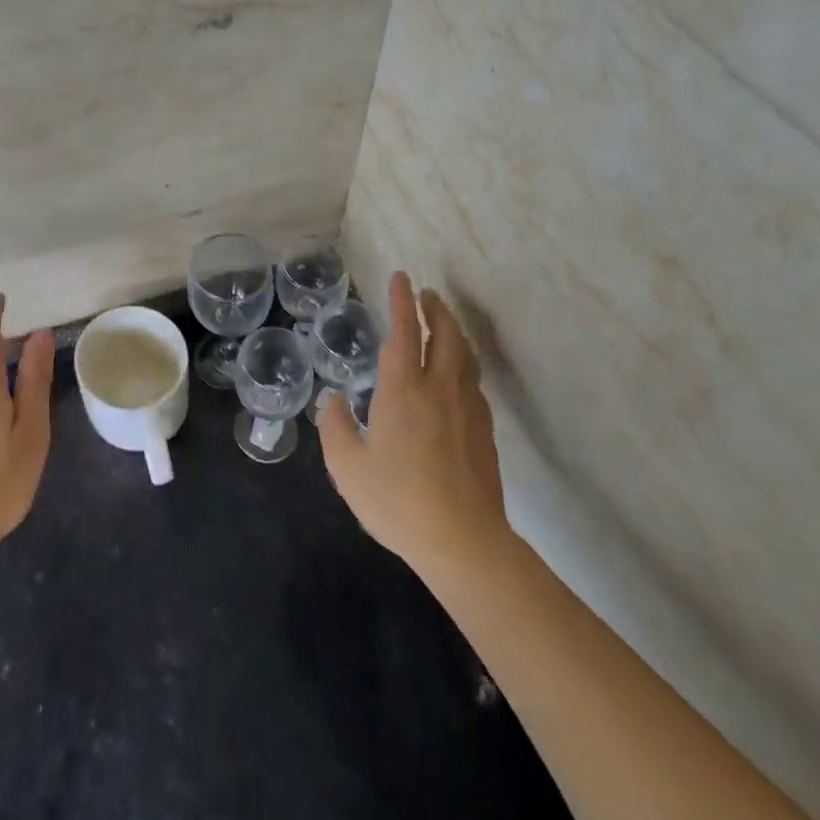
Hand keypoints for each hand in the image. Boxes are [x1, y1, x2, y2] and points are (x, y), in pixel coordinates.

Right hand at [318, 272, 513, 578]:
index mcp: (402, 390)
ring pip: (465, 357)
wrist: (464, 543)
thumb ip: (335, 427)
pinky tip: (457, 378)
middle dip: (436, 309)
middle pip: (445, 335)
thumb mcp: (347, 467)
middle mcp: (439, 390)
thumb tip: (335, 401)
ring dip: (454, 333)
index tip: (402, 277)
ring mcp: (467, 410)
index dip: (401, 302)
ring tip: (444, 325)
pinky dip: (464, 365)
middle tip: (426, 294)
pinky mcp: (484, 433)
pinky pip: (474, 384)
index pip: (404, 332)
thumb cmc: (398, 501)